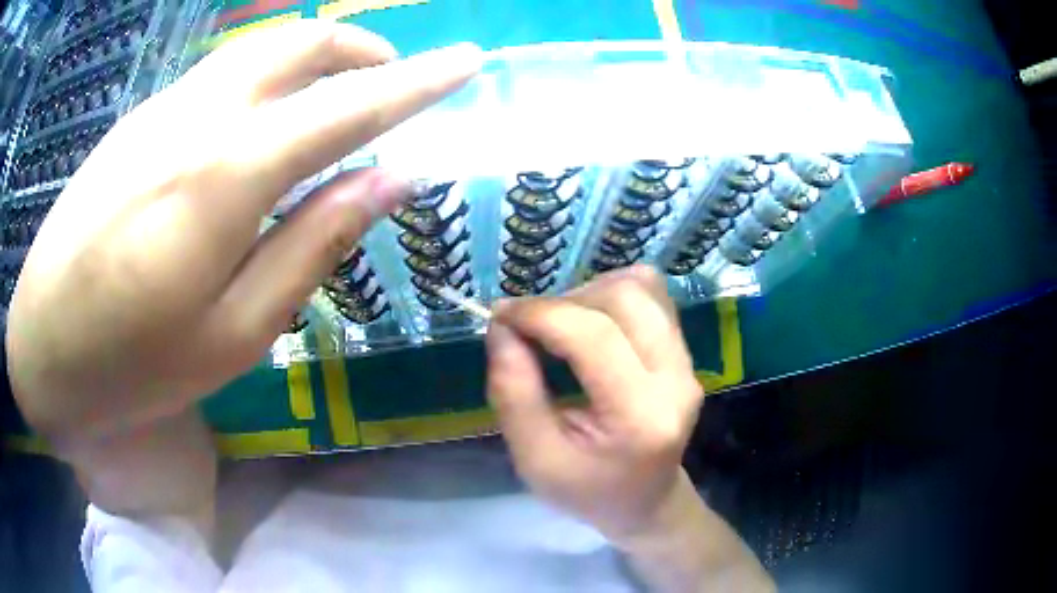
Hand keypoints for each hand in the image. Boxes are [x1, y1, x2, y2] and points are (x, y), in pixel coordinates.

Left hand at [7, 21, 481, 440]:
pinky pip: (218, 75)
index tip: (468, 61)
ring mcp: (161, 109)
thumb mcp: (238, 332)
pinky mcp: (137, 121)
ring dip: (312, 59)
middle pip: (301, 42)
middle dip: (363, 49)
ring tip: (335, 98)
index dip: (419, 80)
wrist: (43, 350)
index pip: (351, 103)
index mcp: (228, 173)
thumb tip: (392, 177)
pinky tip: (259, 123)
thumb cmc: (135, 365)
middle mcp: (198, 115)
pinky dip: (262, 79)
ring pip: (258, 49)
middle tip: (393, 82)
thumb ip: (316, 241)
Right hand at [485, 265, 704, 541]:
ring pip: (642, 287)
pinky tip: (592, 324)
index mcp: (640, 417)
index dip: (540, 314)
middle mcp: (676, 380)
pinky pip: (653, 296)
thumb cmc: (587, 490)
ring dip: (590, 293)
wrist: (646, 501)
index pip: (594, 338)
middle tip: (531, 327)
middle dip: (566, 301)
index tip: (500, 316)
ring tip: (561, 324)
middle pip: (625, 299)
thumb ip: (512, 393)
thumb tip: (501, 326)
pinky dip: (613, 295)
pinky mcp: (687, 352)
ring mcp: (689, 363)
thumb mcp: (534, 458)